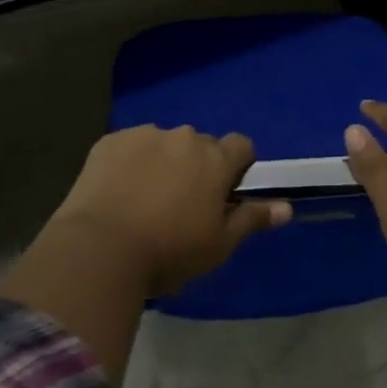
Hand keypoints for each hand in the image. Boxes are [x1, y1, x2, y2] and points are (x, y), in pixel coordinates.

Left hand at [47, 125, 291, 297]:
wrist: (99, 249)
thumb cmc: (169, 251)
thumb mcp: (219, 245)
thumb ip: (252, 219)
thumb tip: (287, 207)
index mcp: (216, 159)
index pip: (242, 146)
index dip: (238, 167)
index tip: (226, 193)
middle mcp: (184, 137)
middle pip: (201, 145)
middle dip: (197, 167)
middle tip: (182, 205)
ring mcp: (144, 135)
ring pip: (164, 144)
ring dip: (162, 162)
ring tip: (144, 200)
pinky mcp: (109, 142)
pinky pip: (129, 147)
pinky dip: (129, 163)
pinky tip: (117, 193)